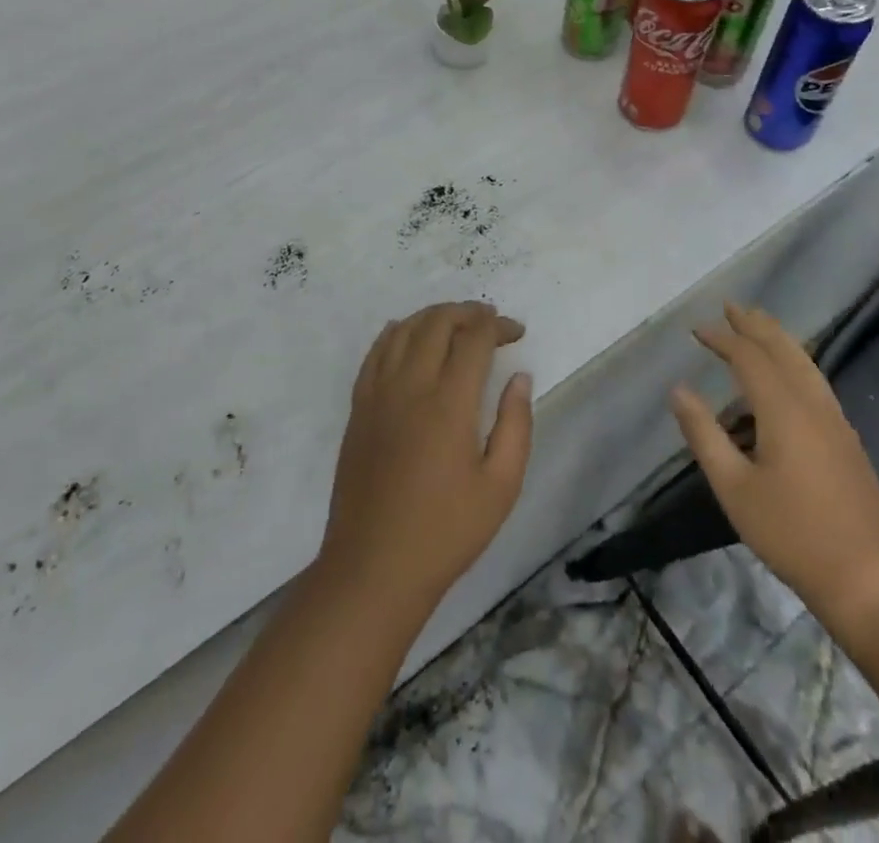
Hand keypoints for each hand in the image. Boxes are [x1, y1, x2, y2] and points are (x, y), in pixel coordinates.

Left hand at [320, 303, 531, 608]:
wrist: (374, 566)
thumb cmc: (446, 531)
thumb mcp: (500, 486)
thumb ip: (516, 425)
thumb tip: (519, 377)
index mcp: (449, 403)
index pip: (474, 339)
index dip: (497, 326)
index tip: (516, 332)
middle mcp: (410, 386)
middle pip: (437, 323)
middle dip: (468, 312)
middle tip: (490, 321)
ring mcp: (378, 393)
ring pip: (404, 329)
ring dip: (433, 316)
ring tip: (456, 323)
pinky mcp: (359, 407)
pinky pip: (376, 351)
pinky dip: (398, 332)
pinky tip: (410, 336)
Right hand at [670, 302, 878, 637]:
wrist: (868, 579)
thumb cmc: (792, 533)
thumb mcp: (734, 487)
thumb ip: (704, 434)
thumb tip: (678, 390)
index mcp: (784, 410)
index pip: (749, 358)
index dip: (723, 339)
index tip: (698, 329)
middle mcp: (813, 404)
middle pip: (784, 350)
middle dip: (755, 326)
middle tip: (731, 306)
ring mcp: (836, 421)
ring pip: (806, 364)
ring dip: (779, 339)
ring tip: (759, 325)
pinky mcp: (847, 440)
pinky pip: (816, 382)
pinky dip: (795, 362)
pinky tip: (788, 375)